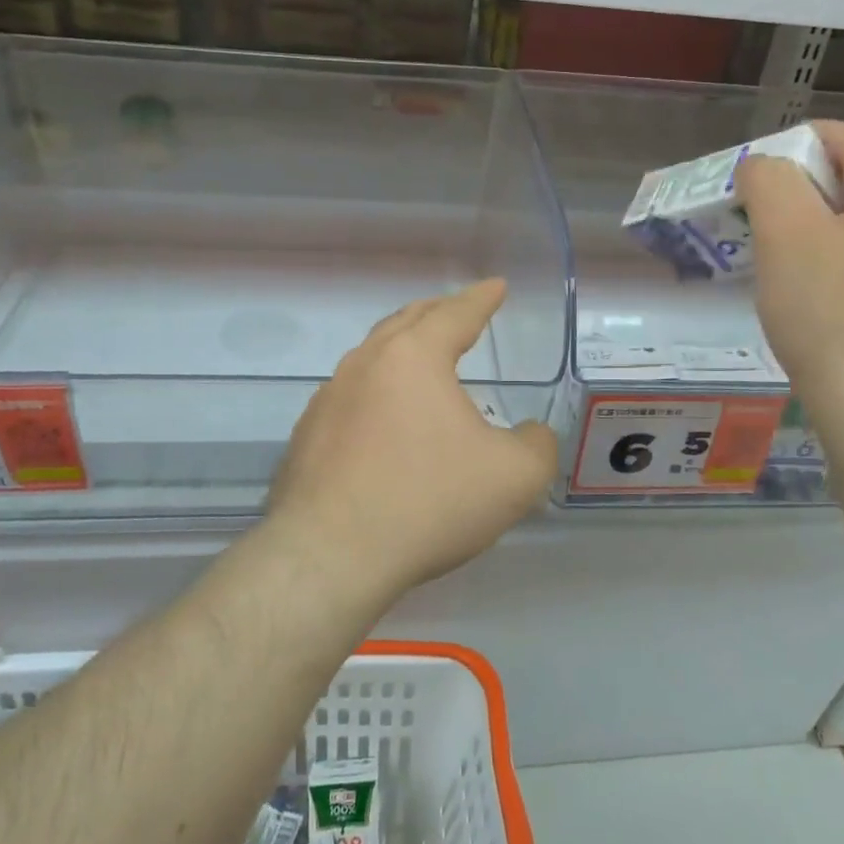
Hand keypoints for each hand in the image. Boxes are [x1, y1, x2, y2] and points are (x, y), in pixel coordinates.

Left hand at [265, 279, 559, 596]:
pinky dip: (376, 392)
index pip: (455, 314)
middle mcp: (365, 364)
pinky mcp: (306, 436)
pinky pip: (350, 397)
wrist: (331, 557)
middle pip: (407, 323)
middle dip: (438, 313)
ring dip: (402, 350)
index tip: (496, 286)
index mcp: (414, 357)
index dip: (481, 298)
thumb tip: (530, 434)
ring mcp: (328, 399)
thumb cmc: (430, 502)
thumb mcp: (514, 476)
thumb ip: (537, 445)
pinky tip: (384, 420)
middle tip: (458, 311)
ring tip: (422, 361)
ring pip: (372, 357)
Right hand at [736, 121, 843, 431]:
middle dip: (803, 189)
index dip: (797, 144)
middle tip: (756, 215)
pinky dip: (837, 259)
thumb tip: (763, 165)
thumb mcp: (787, 236)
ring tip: (775, 253)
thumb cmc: (831, 316)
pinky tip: (808, 290)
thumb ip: (770, 181)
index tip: (752, 171)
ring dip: (817, 226)